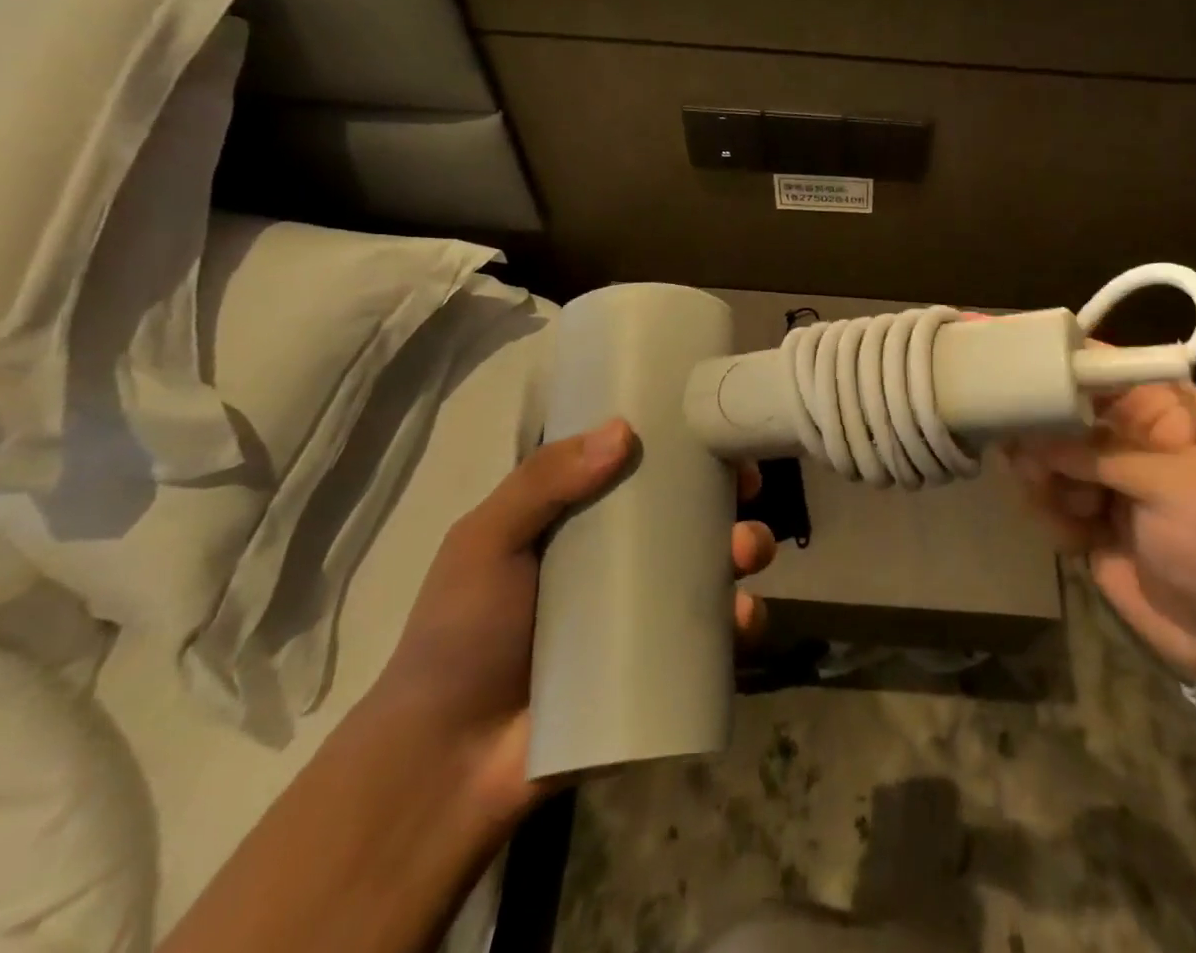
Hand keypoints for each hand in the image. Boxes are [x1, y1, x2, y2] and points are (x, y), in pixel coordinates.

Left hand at [371, 420, 775, 822]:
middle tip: (748, 491)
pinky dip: (741, 621)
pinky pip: (715, 637)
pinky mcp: (663, 665)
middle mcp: (622, 559)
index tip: (716, 432)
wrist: (446, 765)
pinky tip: (744, 617)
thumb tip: (624, 431)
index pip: (642, 468)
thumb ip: (542, 482)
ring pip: (714, 567)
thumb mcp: (486, 542)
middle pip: (690, 512)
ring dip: (747, 548)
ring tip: (747, 551)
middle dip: (729, 495)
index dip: (683, 446)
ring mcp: (646, 613)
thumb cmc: (460, 636)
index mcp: (582, 520)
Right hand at [1006, 381, 1195, 686]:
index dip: (1054, 361)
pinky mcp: (1086, 519)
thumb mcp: (1180, 486)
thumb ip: (1104, 455)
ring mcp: (1104, 479)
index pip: (1098, 366)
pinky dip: (1052, 516)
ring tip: (1065, 506)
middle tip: (1026, 458)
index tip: (1010, 366)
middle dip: (1038, 432)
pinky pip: (1046, 501)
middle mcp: (1126, 436)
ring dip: (1043, 481)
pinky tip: (1077, 538)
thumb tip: (1032, 439)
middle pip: (1058, 410)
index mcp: (1160, 410)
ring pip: (1044, 457)